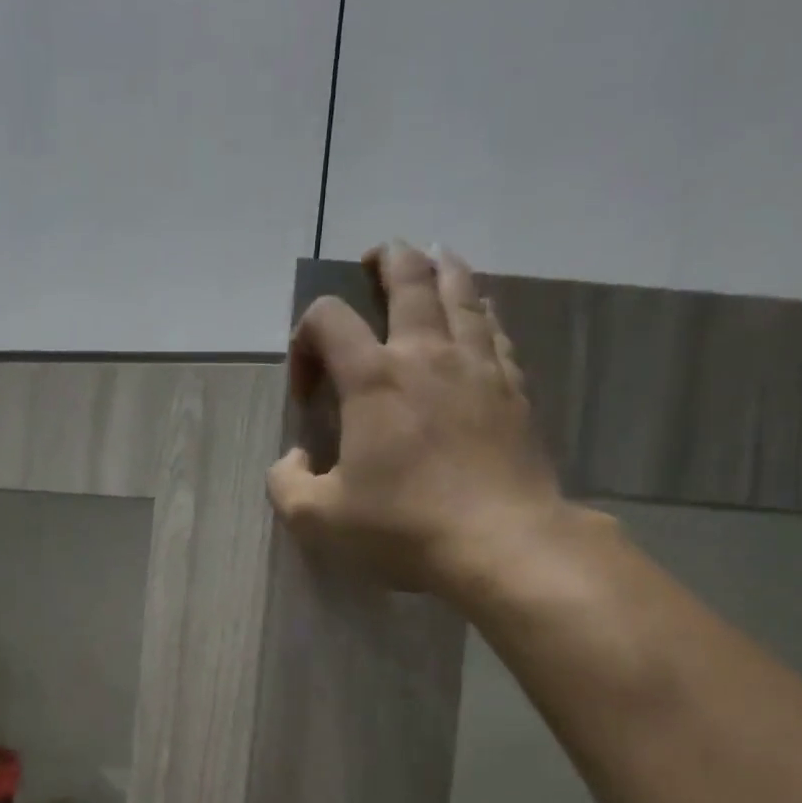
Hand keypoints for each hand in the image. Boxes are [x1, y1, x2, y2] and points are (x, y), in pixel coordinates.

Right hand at [267, 240, 568, 602]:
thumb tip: (295, 458)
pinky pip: (494, 331)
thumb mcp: (318, 519)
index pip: (327, 318)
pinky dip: (479, 312)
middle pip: (409, 278)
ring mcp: (477, 366)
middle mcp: (426, 355)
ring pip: (461, 292)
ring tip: (431, 261)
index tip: (308, 392)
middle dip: (386, 261)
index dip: (304, 340)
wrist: (501, 542)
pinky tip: (478, 316)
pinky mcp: (513, 388)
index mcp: (373, 379)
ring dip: (440, 269)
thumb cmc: (403, 527)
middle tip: (375, 259)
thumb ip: (287, 484)